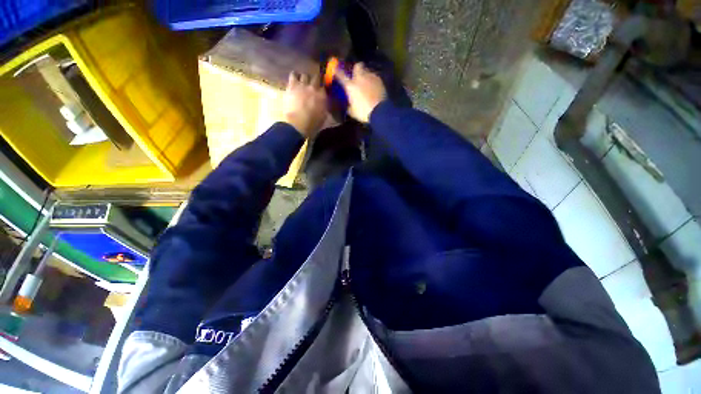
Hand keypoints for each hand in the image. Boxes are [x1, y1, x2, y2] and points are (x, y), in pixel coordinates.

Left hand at [283, 72, 327, 138]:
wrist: (298, 124)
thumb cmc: (312, 123)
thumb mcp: (323, 116)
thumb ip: (324, 106)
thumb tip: (324, 102)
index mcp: (323, 96)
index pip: (325, 87)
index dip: (323, 88)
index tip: (321, 91)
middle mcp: (314, 88)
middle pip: (316, 77)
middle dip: (315, 80)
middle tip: (313, 84)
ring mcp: (302, 85)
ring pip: (305, 75)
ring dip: (305, 78)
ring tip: (303, 82)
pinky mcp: (292, 85)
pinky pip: (293, 75)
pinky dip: (294, 76)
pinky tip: (294, 79)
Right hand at [335, 63, 386, 122]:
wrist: (379, 111)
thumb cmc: (363, 112)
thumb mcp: (352, 111)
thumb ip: (349, 105)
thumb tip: (348, 104)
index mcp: (350, 86)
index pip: (341, 75)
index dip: (337, 71)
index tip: (335, 70)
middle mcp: (360, 78)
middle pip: (357, 66)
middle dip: (356, 69)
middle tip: (356, 75)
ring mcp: (371, 77)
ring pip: (367, 70)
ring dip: (365, 75)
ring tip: (366, 82)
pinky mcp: (380, 80)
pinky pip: (374, 77)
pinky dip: (373, 80)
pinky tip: (373, 86)